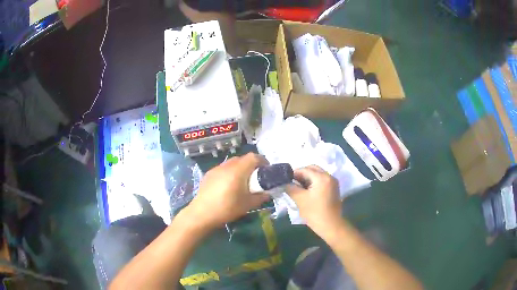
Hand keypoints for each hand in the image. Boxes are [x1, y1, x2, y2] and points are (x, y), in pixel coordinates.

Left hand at [185, 153, 270, 228]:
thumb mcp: (247, 205)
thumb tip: (268, 193)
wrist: (202, 214)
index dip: (262, 161)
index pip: (253, 157)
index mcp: (238, 171)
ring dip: (239, 168)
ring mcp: (216, 169)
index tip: (266, 170)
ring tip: (241, 182)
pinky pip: (222, 168)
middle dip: (251, 165)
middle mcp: (226, 166)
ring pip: (231, 163)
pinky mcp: (208, 174)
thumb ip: (260, 197)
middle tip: (254, 178)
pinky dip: (229, 172)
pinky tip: (227, 185)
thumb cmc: (227, 209)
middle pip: (242, 159)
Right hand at [286, 165, 341, 235]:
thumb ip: (290, 188)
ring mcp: (333, 182)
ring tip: (297, 188)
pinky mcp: (333, 189)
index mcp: (322, 177)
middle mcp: (329, 176)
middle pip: (312, 169)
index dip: (293, 174)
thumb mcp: (300, 199)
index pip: (304, 169)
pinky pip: (321, 180)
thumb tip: (283, 182)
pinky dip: (313, 182)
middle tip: (291, 183)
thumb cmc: (315, 212)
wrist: (331, 226)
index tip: (285, 181)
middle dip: (301, 174)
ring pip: (317, 174)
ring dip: (307, 178)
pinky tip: (306, 192)